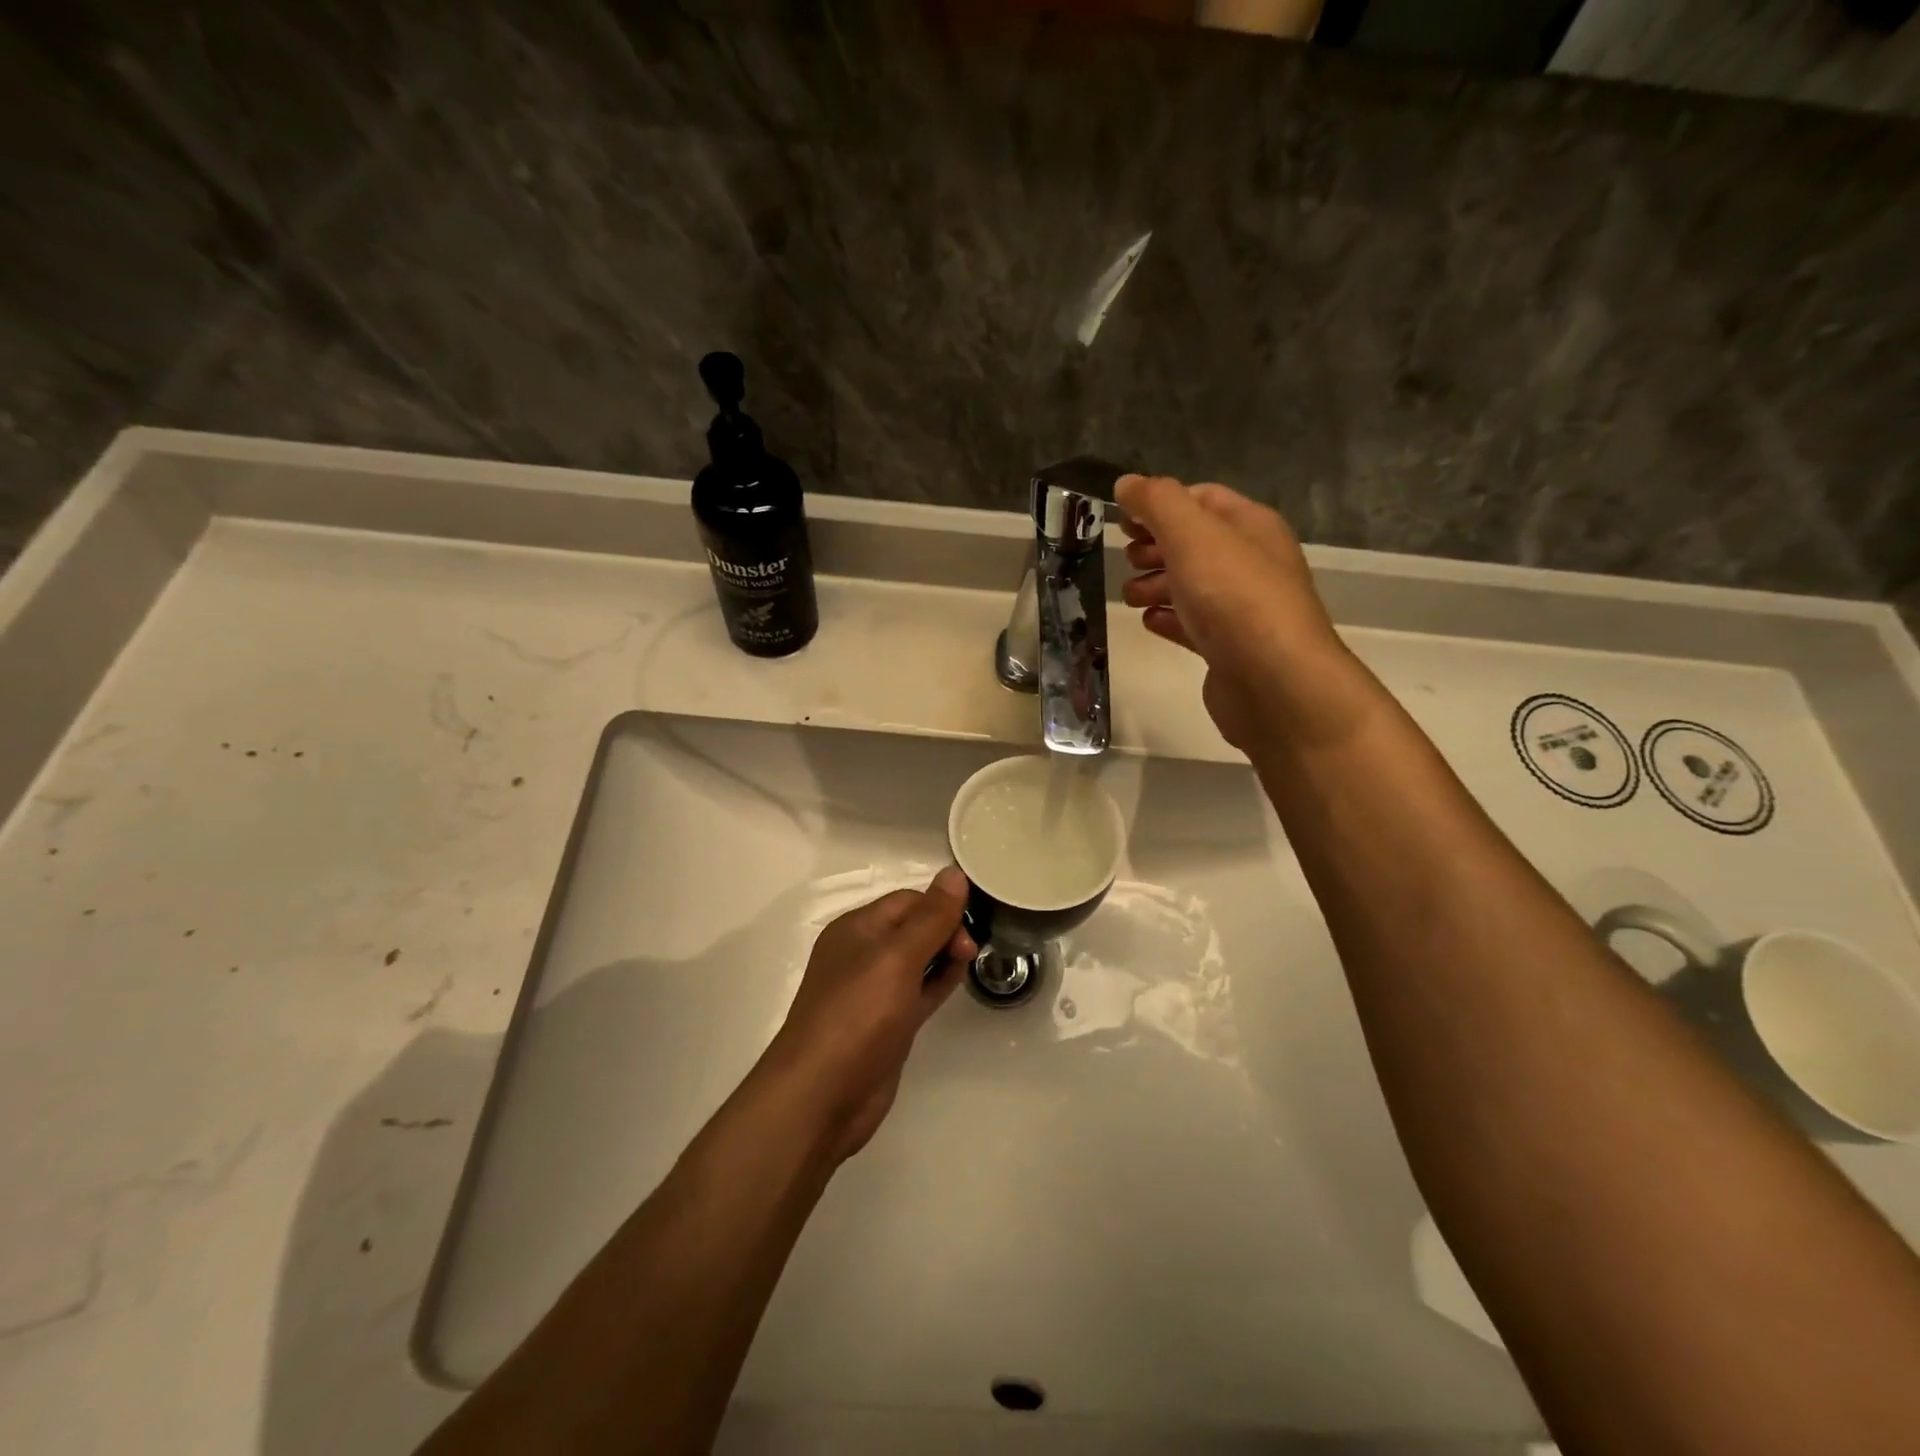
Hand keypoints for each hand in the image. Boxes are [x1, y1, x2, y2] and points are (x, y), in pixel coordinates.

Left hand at [766, 867, 974, 1162]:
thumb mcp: (896, 959)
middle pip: (913, 927)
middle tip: (972, 950)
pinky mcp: (887, 1024)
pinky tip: (959, 979)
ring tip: (972, 960)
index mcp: (856, 929)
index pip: (908, 900)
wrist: (821, 1097)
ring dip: (945, 954)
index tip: (973, 923)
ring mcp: (875, 992)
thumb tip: (955, 872)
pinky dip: (939, 982)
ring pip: (918, 960)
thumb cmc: (857, 1017)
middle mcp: (863, 955)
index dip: (941, 905)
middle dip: (945, 929)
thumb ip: (930, 918)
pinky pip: (918, 991)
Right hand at [1117, 473, 1373, 751]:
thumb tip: (1127, 484)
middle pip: (1194, 543)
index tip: (1122, 521)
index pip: (1201, 498)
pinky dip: (1169, 620)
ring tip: (1131, 597)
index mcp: (1250, 525)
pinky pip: (1193, 625)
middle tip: (1126, 560)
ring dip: (1156, 585)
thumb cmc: (1233, 597)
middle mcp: (1250, 562)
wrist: (1274, 683)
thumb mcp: (1191, 535)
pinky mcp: (1229, 649)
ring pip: (1191, 586)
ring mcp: (1242, 608)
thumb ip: (1157, 503)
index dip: (1159, 504)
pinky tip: (1149, 623)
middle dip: (1155, 547)